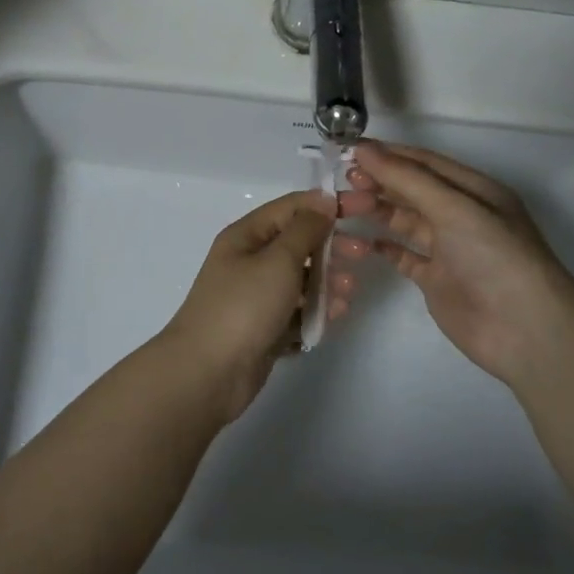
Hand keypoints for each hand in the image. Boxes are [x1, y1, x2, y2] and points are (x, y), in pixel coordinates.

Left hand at [159, 191, 363, 420]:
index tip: (366, 207)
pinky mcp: (264, 327)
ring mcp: (256, 296)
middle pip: (299, 243)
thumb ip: (305, 229)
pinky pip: (297, 310)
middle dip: (332, 246)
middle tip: (363, 254)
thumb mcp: (278, 260)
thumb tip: (322, 200)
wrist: (208, 373)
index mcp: (247, 236)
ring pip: (301, 279)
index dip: (329, 204)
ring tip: (347, 293)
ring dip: (328, 281)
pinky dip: (316, 310)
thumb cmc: (243, 306)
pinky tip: (333, 316)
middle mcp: (250, 261)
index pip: (292, 208)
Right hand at [342, 142, 573, 391]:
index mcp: (473, 189)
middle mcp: (460, 214)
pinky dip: (383, 246)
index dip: (387, 155)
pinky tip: (359, 241)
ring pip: (405, 221)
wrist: (524, 329)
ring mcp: (448, 248)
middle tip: (340, 183)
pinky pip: (403, 256)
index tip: (347, 152)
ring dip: (376, 211)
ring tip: (342, 208)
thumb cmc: (494, 256)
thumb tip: (363, 150)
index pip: (423, 163)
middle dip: (377, 182)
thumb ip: (407, 179)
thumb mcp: (454, 208)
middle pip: (411, 190)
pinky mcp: (436, 280)